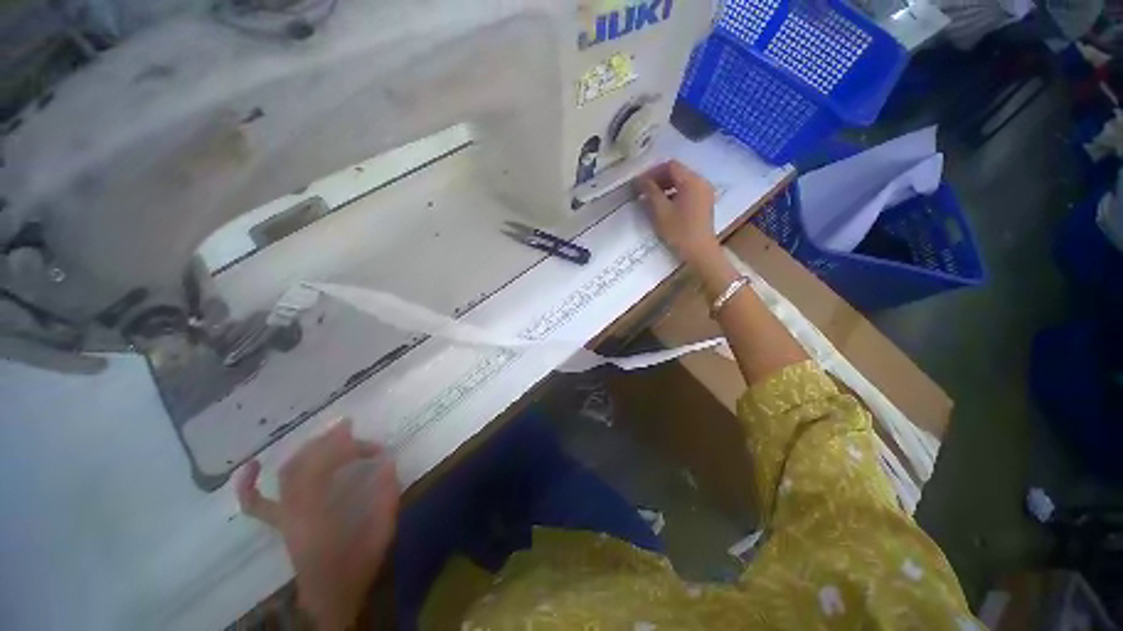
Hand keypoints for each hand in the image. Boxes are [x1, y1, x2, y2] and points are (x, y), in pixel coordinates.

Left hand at [238, 420, 400, 629]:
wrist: (332, 596)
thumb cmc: (359, 562)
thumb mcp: (381, 529)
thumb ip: (385, 494)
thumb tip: (388, 462)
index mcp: (322, 510)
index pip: (330, 466)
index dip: (352, 449)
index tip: (375, 447)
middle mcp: (297, 509)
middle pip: (308, 464)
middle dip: (331, 443)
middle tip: (351, 429)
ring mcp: (285, 515)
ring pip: (288, 473)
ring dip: (309, 449)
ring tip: (328, 437)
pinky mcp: (281, 522)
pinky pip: (257, 504)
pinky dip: (249, 485)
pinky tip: (252, 466)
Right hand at [636, 161, 718, 264]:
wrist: (700, 251)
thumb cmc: (679, 231)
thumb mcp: (661, 211)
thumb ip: (650, 192)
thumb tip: (639, 180)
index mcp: (692, 181)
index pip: (670, 165)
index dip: (653, 171)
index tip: (640, 182)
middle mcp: (701, 181)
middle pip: (677, 172)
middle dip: (659, 178)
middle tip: (643, 190)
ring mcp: (705, 192)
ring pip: (682, 182)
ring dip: (666, 186)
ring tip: (651, 198)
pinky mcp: (705, 202)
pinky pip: (688, 191)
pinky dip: (675, 193)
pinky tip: (664, 205)